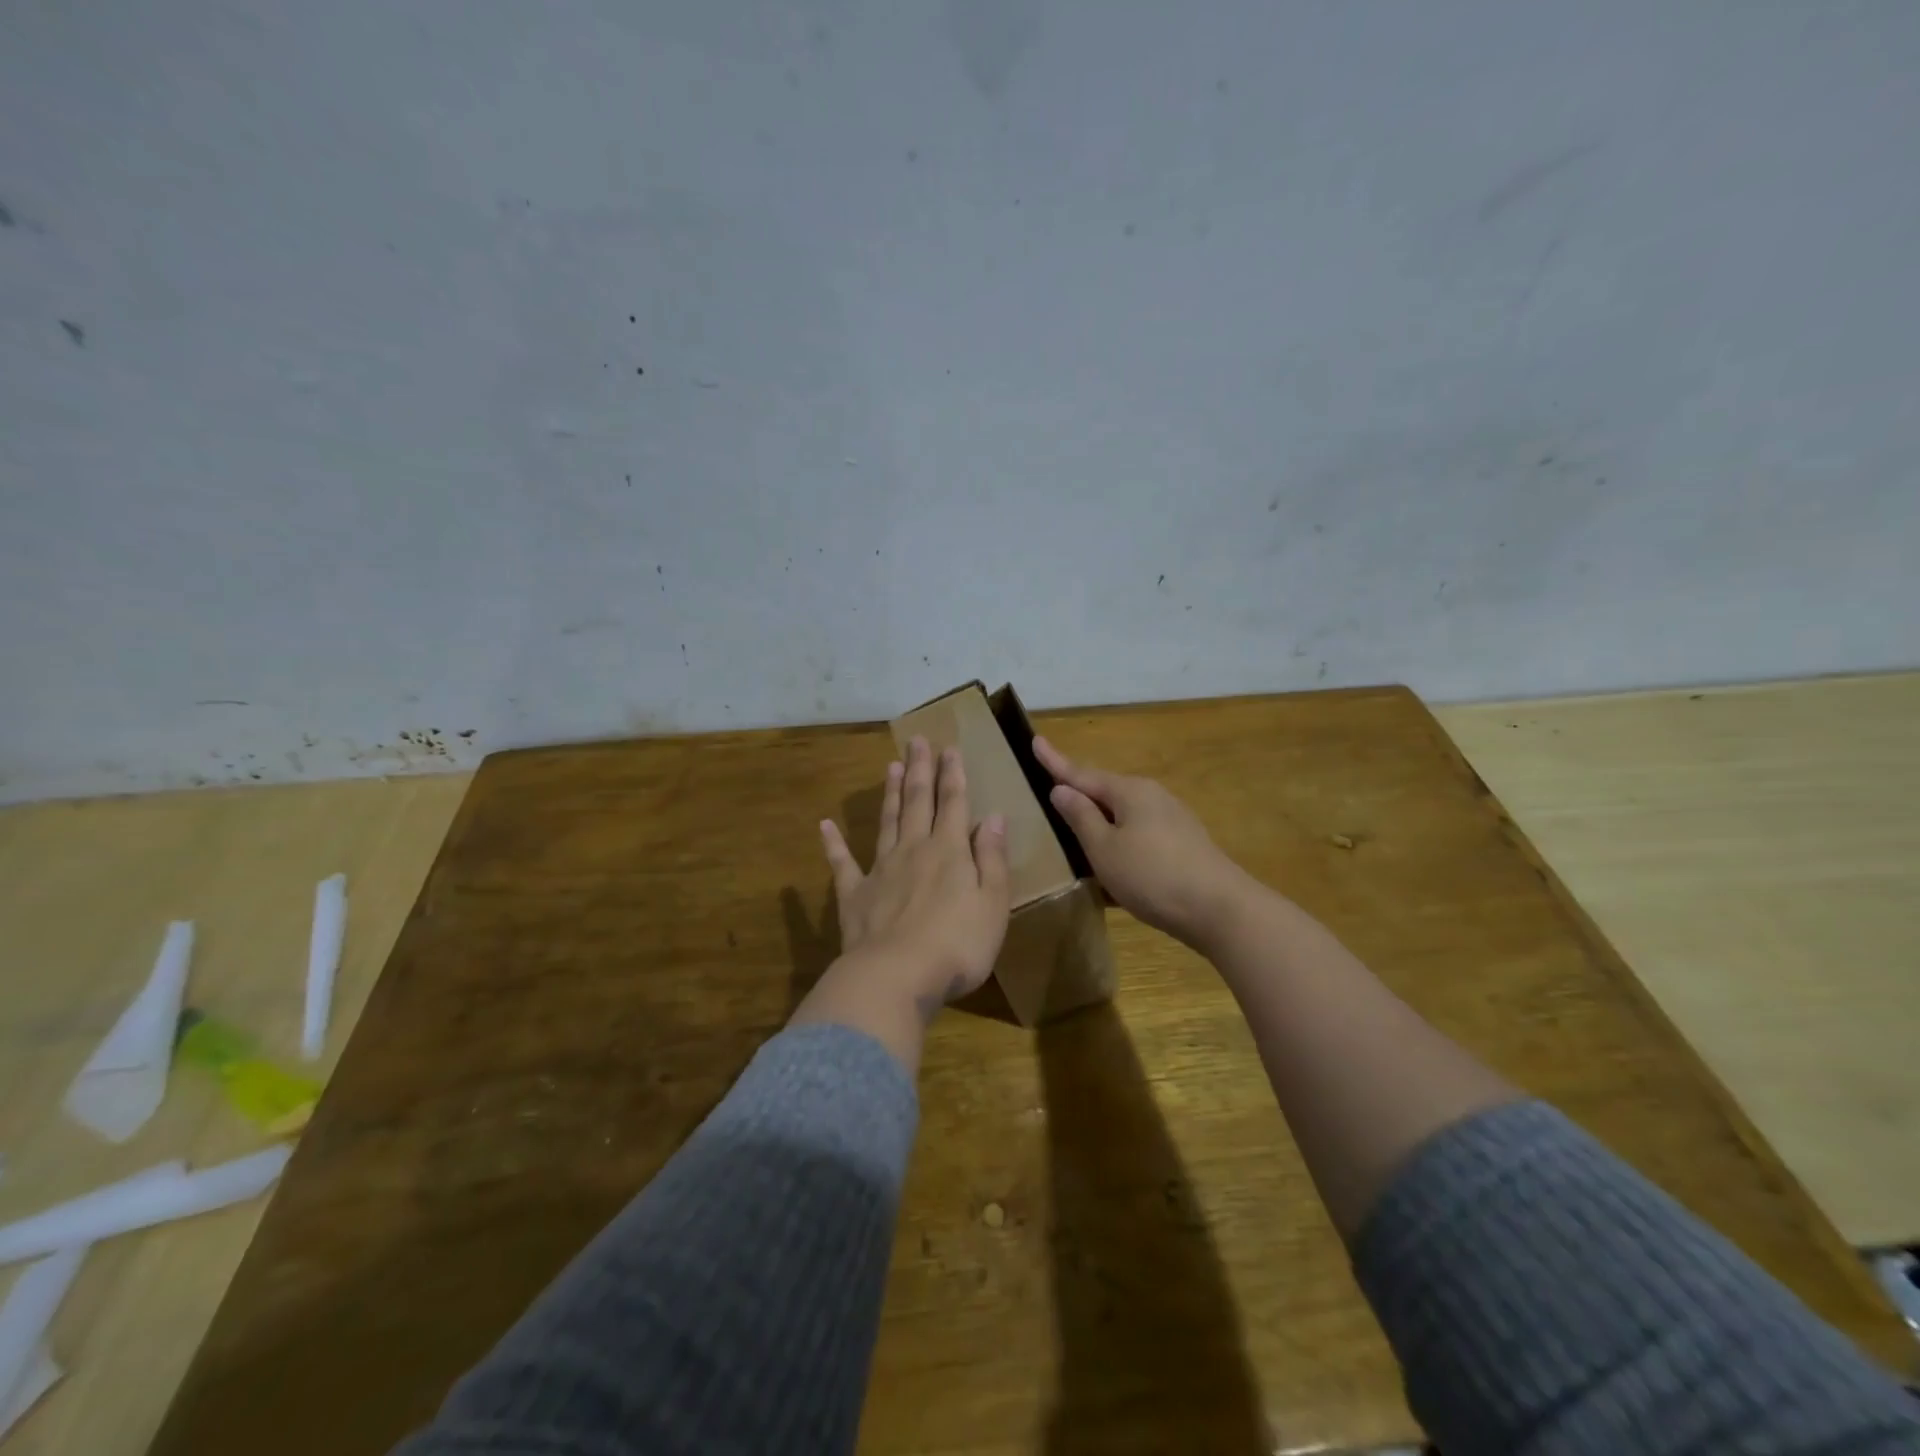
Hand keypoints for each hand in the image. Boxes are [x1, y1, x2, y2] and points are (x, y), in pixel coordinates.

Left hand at [818, 736, 1011, 1018]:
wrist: (897, 977)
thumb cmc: (957, 945)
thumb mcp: (993, 903)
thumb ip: (992, 858)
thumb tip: (992, 816)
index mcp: (949, 851)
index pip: (953, 803)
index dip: (952, 774)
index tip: (949, 748)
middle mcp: (913, 850)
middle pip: (917, 802)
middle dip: (920, 770)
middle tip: (916, 741)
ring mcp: (880, 871)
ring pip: (886, 823)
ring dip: (890, 794)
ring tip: (890, 767)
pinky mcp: (854, 896)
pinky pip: (842, 864)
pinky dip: (833, 844)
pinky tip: (825, 826)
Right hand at [1033, 736, 1253, 948]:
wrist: (1220, 909)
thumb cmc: (1152, 876)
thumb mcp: (1104, 849)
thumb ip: (1081, 817)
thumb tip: (1062, 789)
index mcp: (1129, 791)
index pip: (1081, 773)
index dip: (1055, 761)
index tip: (1035, 740)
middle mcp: (1151, 796)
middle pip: (1105, 791)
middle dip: (1079, 792)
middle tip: (1051, 791)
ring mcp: (1171, 819)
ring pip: (1123, 814)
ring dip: (1100, 821)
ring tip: (1078, 832)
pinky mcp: (1182, 844)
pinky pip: (1139, 834)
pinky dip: (1119, 841)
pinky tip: (1113, 866)